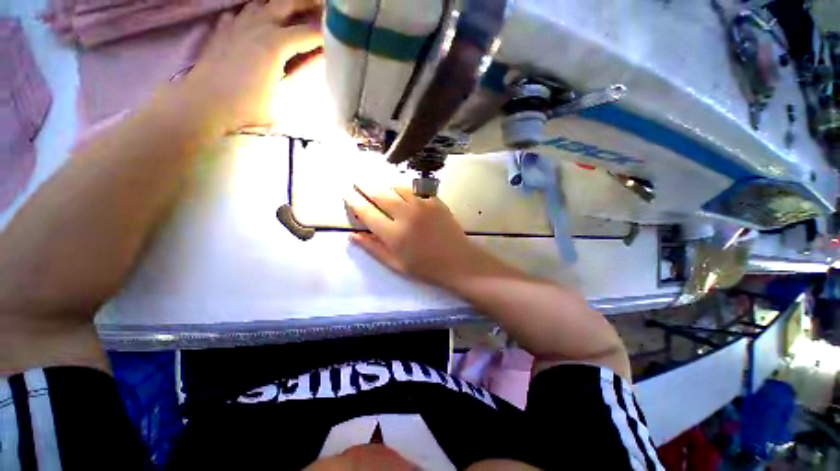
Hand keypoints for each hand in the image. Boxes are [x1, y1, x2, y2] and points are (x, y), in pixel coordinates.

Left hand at [185, 0, 322, 133]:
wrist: (205, 102)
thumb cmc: (247, 107)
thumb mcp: (282, 99)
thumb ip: (298, 79)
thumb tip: (312, 66)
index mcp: (276, 44)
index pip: (308, 33)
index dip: (325, 34)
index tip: (338, 36)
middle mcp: (258, 26)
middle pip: (287, 2)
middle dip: (307, 3)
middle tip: (321, 6)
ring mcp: (238, 24)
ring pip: (262, 2)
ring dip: (280, 5)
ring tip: (292, 11)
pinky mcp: (224, 29)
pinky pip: (242, 12)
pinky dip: (254, 13)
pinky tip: (258, 21)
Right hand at [345, 186, 488, 285]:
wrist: (458, 262)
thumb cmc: (425, 268)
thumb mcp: (395, 264)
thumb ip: (373, 248)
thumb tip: (352, 235)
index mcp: (393, 234)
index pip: (366, 212)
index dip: (353, 201)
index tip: (347, 193)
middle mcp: (405, 215)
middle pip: (379, 194)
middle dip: (365, 186)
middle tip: (357, 182)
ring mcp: (422, 205)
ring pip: (396, 187)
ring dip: (384, 186)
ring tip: (379, 188)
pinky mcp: (435, 201)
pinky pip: (414, 189)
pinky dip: (403, 189)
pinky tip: (401, 192)